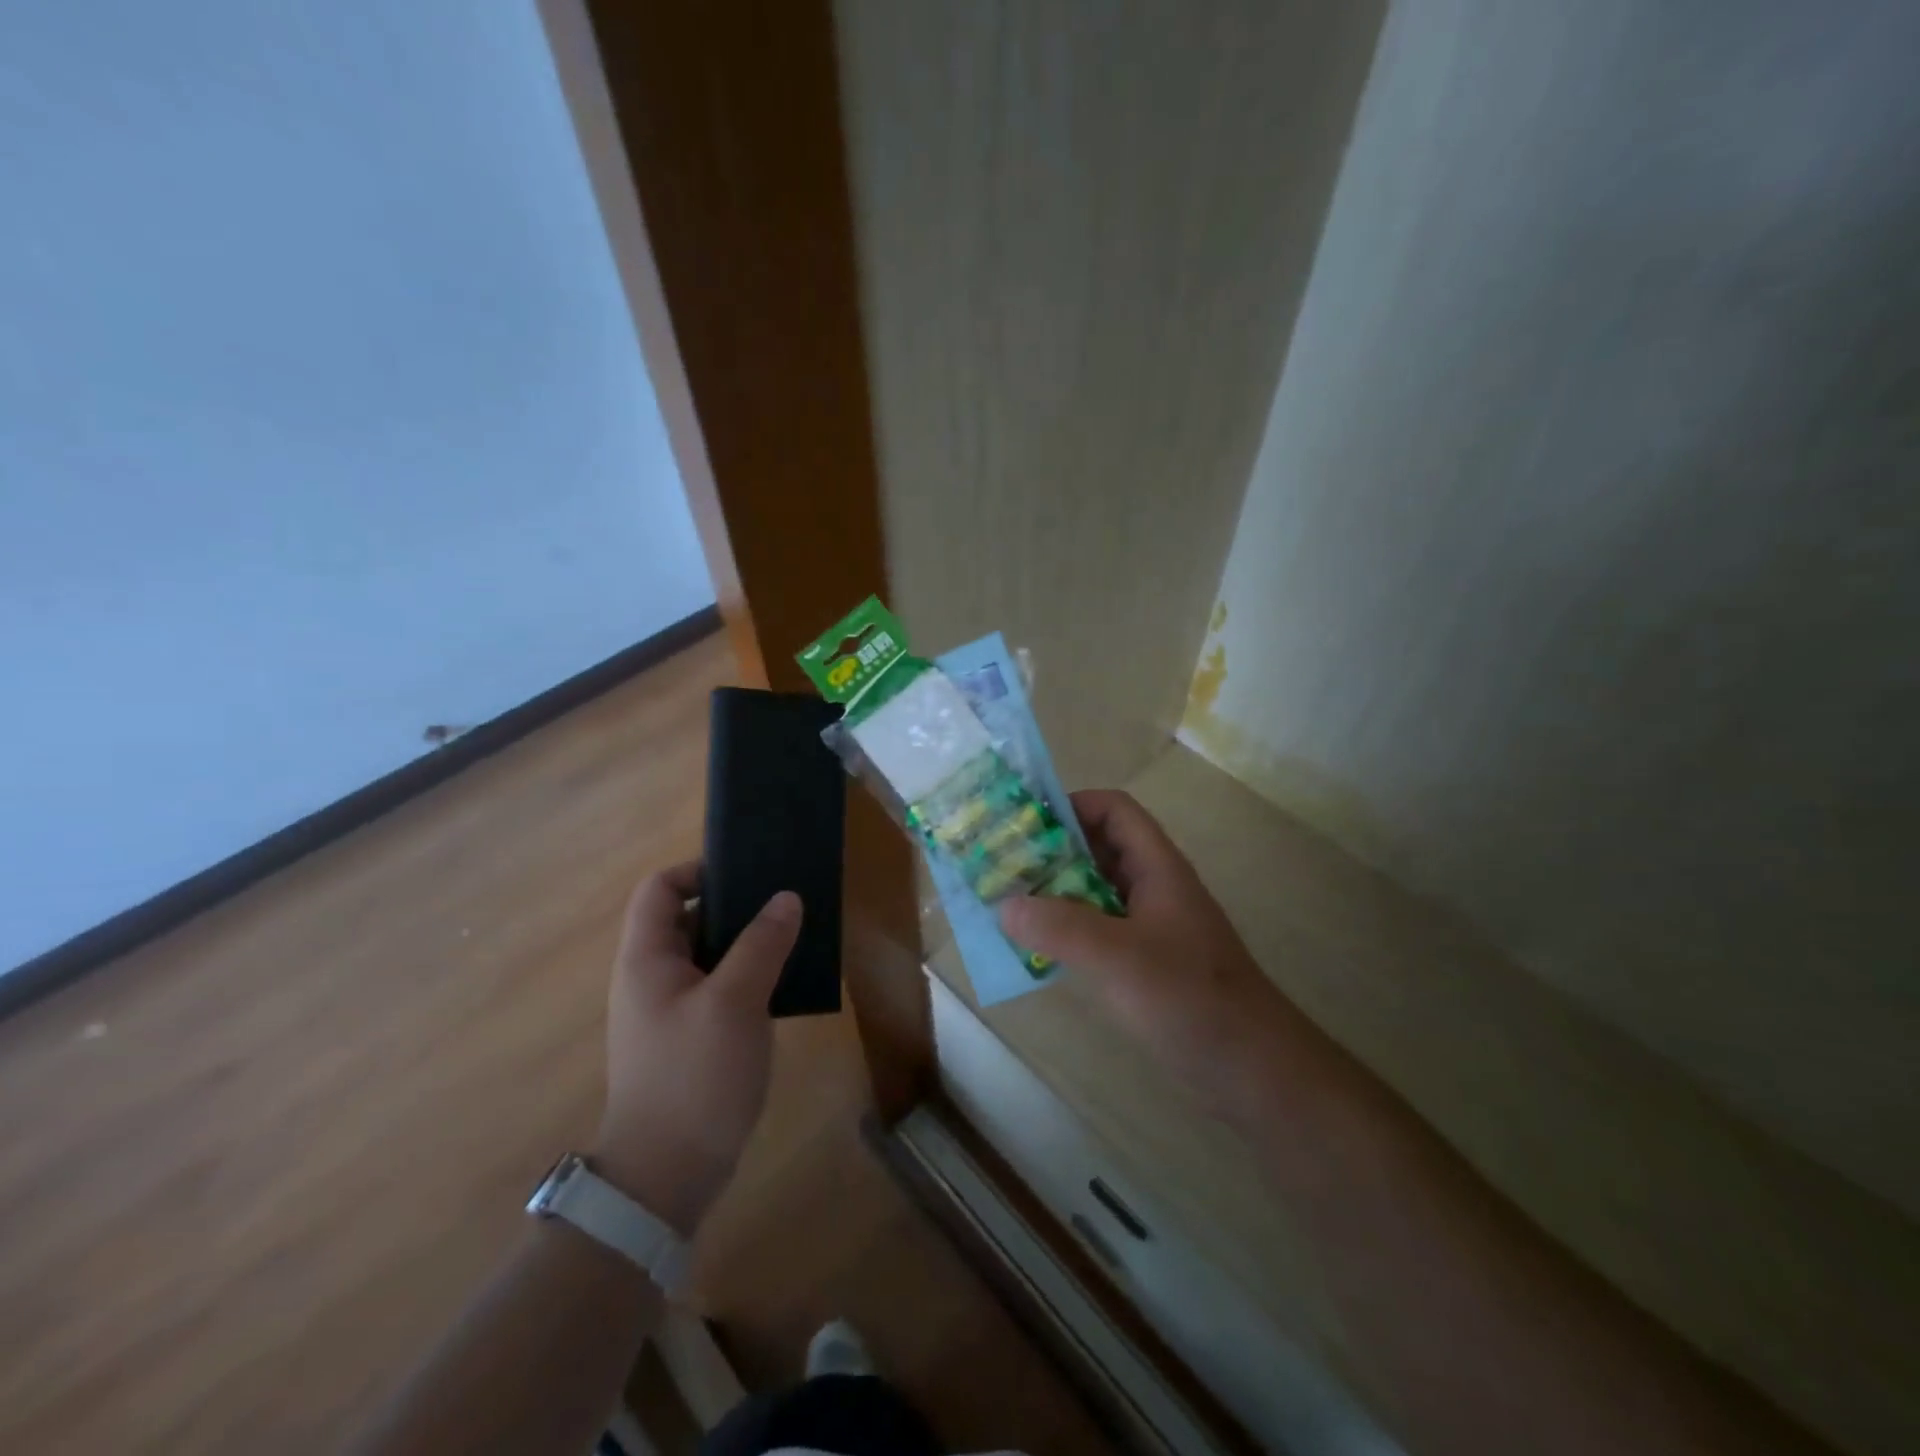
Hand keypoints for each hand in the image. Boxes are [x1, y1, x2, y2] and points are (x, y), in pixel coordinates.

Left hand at [592, 863, 800, 1235]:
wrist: (667, 1175)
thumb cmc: (694, 1076)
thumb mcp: (734, 1002)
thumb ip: (761, 944)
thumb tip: (786, 898)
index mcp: (648, 958)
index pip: (660, 888)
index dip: (698, 871)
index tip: (748, 875)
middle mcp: (653, 977)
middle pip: (688, 918)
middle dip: (735, 906)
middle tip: (784, 904)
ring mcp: (672, 1009)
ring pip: (710, 955)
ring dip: (748, 943)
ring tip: (793, 938)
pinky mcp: (692, 1037)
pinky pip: (720, 988)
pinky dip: (749, 976)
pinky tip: (784, 984)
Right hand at [999, 790, 1286, 1107]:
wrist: (1250, 1067)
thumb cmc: (1188, 997)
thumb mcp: (1118, 956)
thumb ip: (1059, 927)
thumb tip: (1005, 906)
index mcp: (1157, 867)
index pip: (1114, 810)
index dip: (1071, 805)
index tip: (1024, 825)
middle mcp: (1154, 887)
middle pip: (1099, 849)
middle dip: (1052, 851)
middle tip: (1002, 866)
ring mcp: (1152, 926)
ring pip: (1096, 892)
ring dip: (1056, 893)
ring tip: (1008, 905)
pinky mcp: (1147, 962)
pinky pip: (1099, 930)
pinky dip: (1067, 931)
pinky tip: (1038, 949)